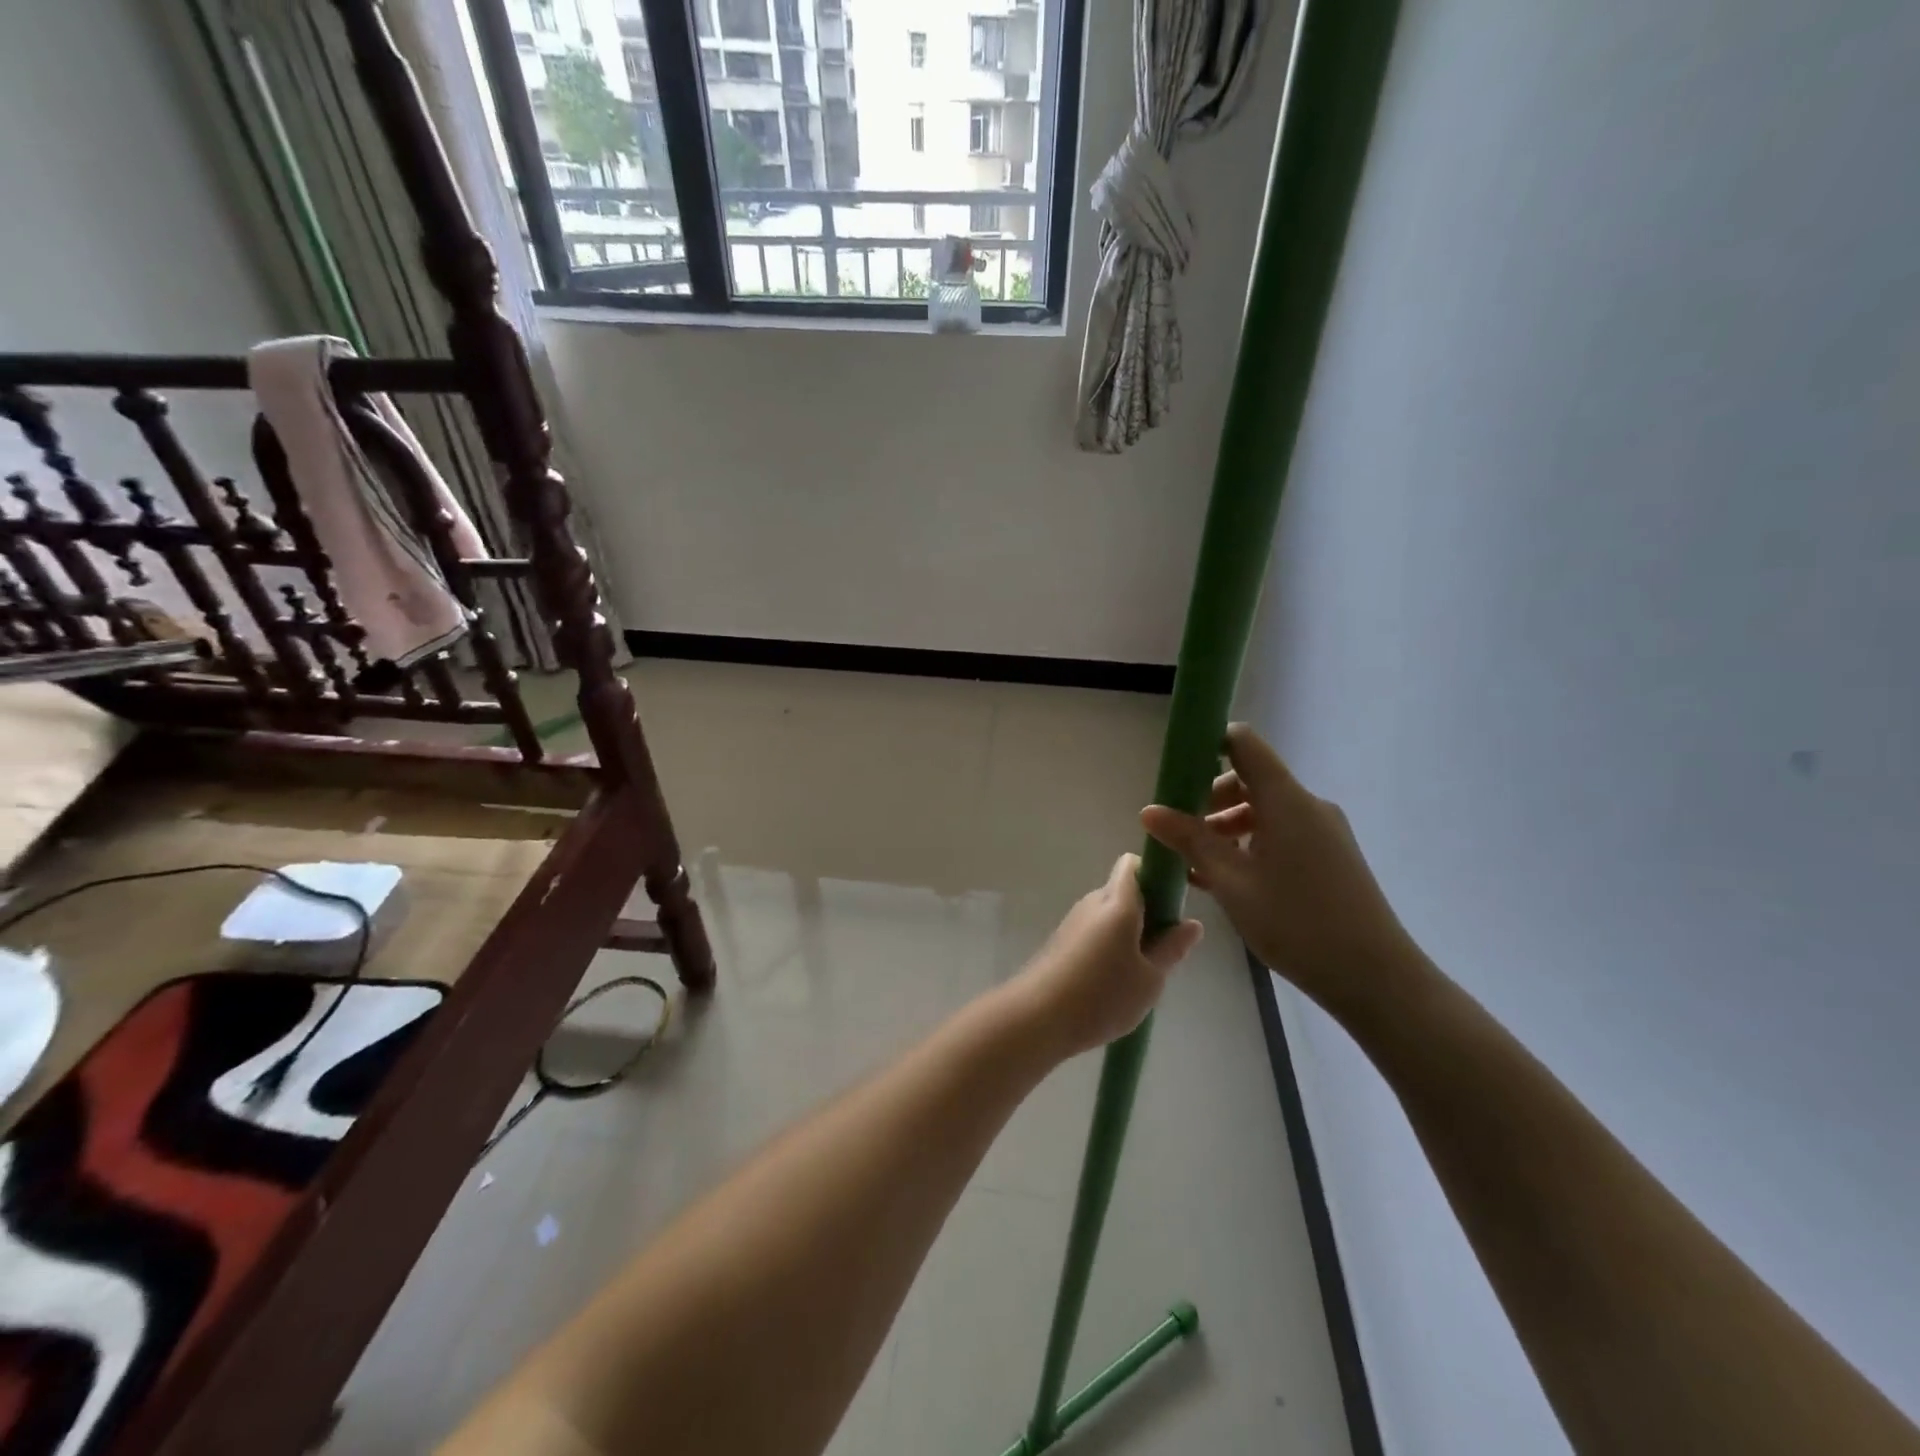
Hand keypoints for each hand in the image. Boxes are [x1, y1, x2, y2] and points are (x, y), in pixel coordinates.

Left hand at [1013, 854, 1202, 1059]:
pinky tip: (1115, 980)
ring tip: (1141, 971)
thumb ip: (1172, 948)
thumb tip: (1192, 923)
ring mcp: (1074, 921)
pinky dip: (1110, 945)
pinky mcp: (1062, 940)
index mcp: (1118, 902)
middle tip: (1164, 948)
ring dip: (1129, 931)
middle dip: (1148, 910)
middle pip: (1124, 890)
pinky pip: (1095, 931)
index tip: (1174, 904)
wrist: (1037, 1016)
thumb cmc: (1102, 995)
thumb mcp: (1150, 978)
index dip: (1157, 875)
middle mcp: (1093, 902)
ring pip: (1109, 913)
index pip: (1135, 864)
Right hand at [1140, 724, 1418, 1012]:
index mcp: (1285, 800)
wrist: (1374, 977)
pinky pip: (1281, 833)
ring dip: (1227, 826)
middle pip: (1250, 779)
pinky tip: (1227, 880)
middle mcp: (1307, 805)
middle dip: (1209, 799)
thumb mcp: (1231, 882)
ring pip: (1264, 810)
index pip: (1243, 743)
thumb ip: (1190, 840)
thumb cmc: (1296, 922)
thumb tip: (1149, 810)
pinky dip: (1250, 844)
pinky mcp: (1330, 855)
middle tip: (1180, 832)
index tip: (1176, 772)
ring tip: (1197, 865)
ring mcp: (1323, 831)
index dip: (1207, 745)